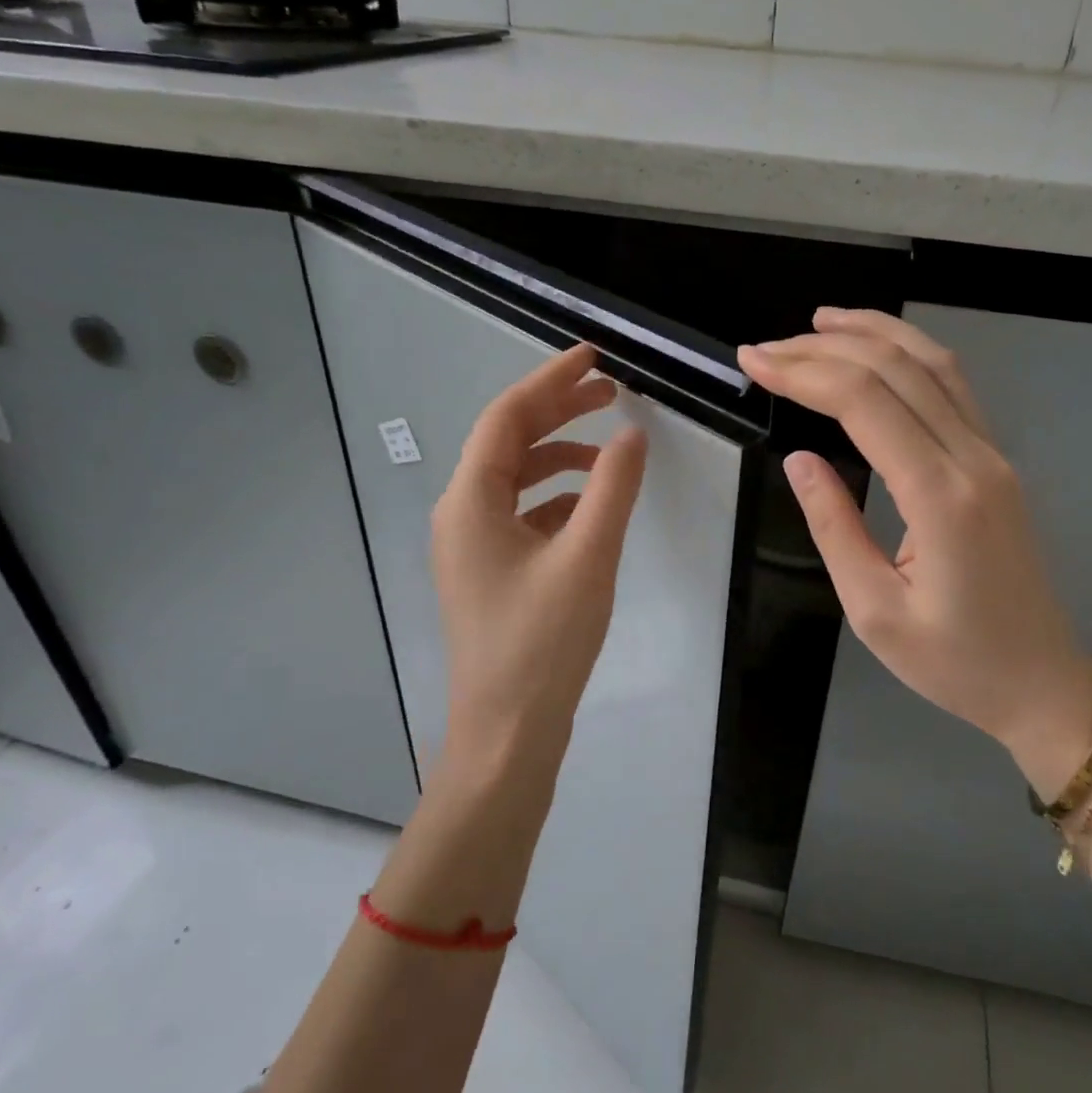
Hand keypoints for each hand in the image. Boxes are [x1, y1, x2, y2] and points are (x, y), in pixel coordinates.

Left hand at [431, 344, 647, 789]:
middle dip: (558, 413)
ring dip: (560, 456)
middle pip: (508, 443)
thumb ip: (612, 488)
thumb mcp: (587, 557)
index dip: (550, 382)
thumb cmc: (543, 643)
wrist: (508, 733)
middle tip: (611, 392)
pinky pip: (522, 515)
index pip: (507, 418)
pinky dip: (557, 498)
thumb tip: (630, 434)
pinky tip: (592, 508)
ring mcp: (472, 547)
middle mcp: (461, 515)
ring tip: (609, 449)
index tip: (594, 359)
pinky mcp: (490, 573)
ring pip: (516, 480)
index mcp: (470, 502)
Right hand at [738, 309, 1091, 796]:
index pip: (865, 402)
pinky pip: (953, 387)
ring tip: (819, 322)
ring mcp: (992, 456)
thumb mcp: (874, 611)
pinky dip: (909, 354)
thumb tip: (799, 460)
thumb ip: (834, 527)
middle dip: (824, 348)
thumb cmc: (954, 663)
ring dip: (874, 333)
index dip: (804, 372)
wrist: (1042, 684)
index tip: (754, 362)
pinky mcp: (996, 463)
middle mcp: (973, 459)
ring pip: (933, 365)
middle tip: (766, 347)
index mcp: (940, 497)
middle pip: (896, 370)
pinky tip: (878, 350)